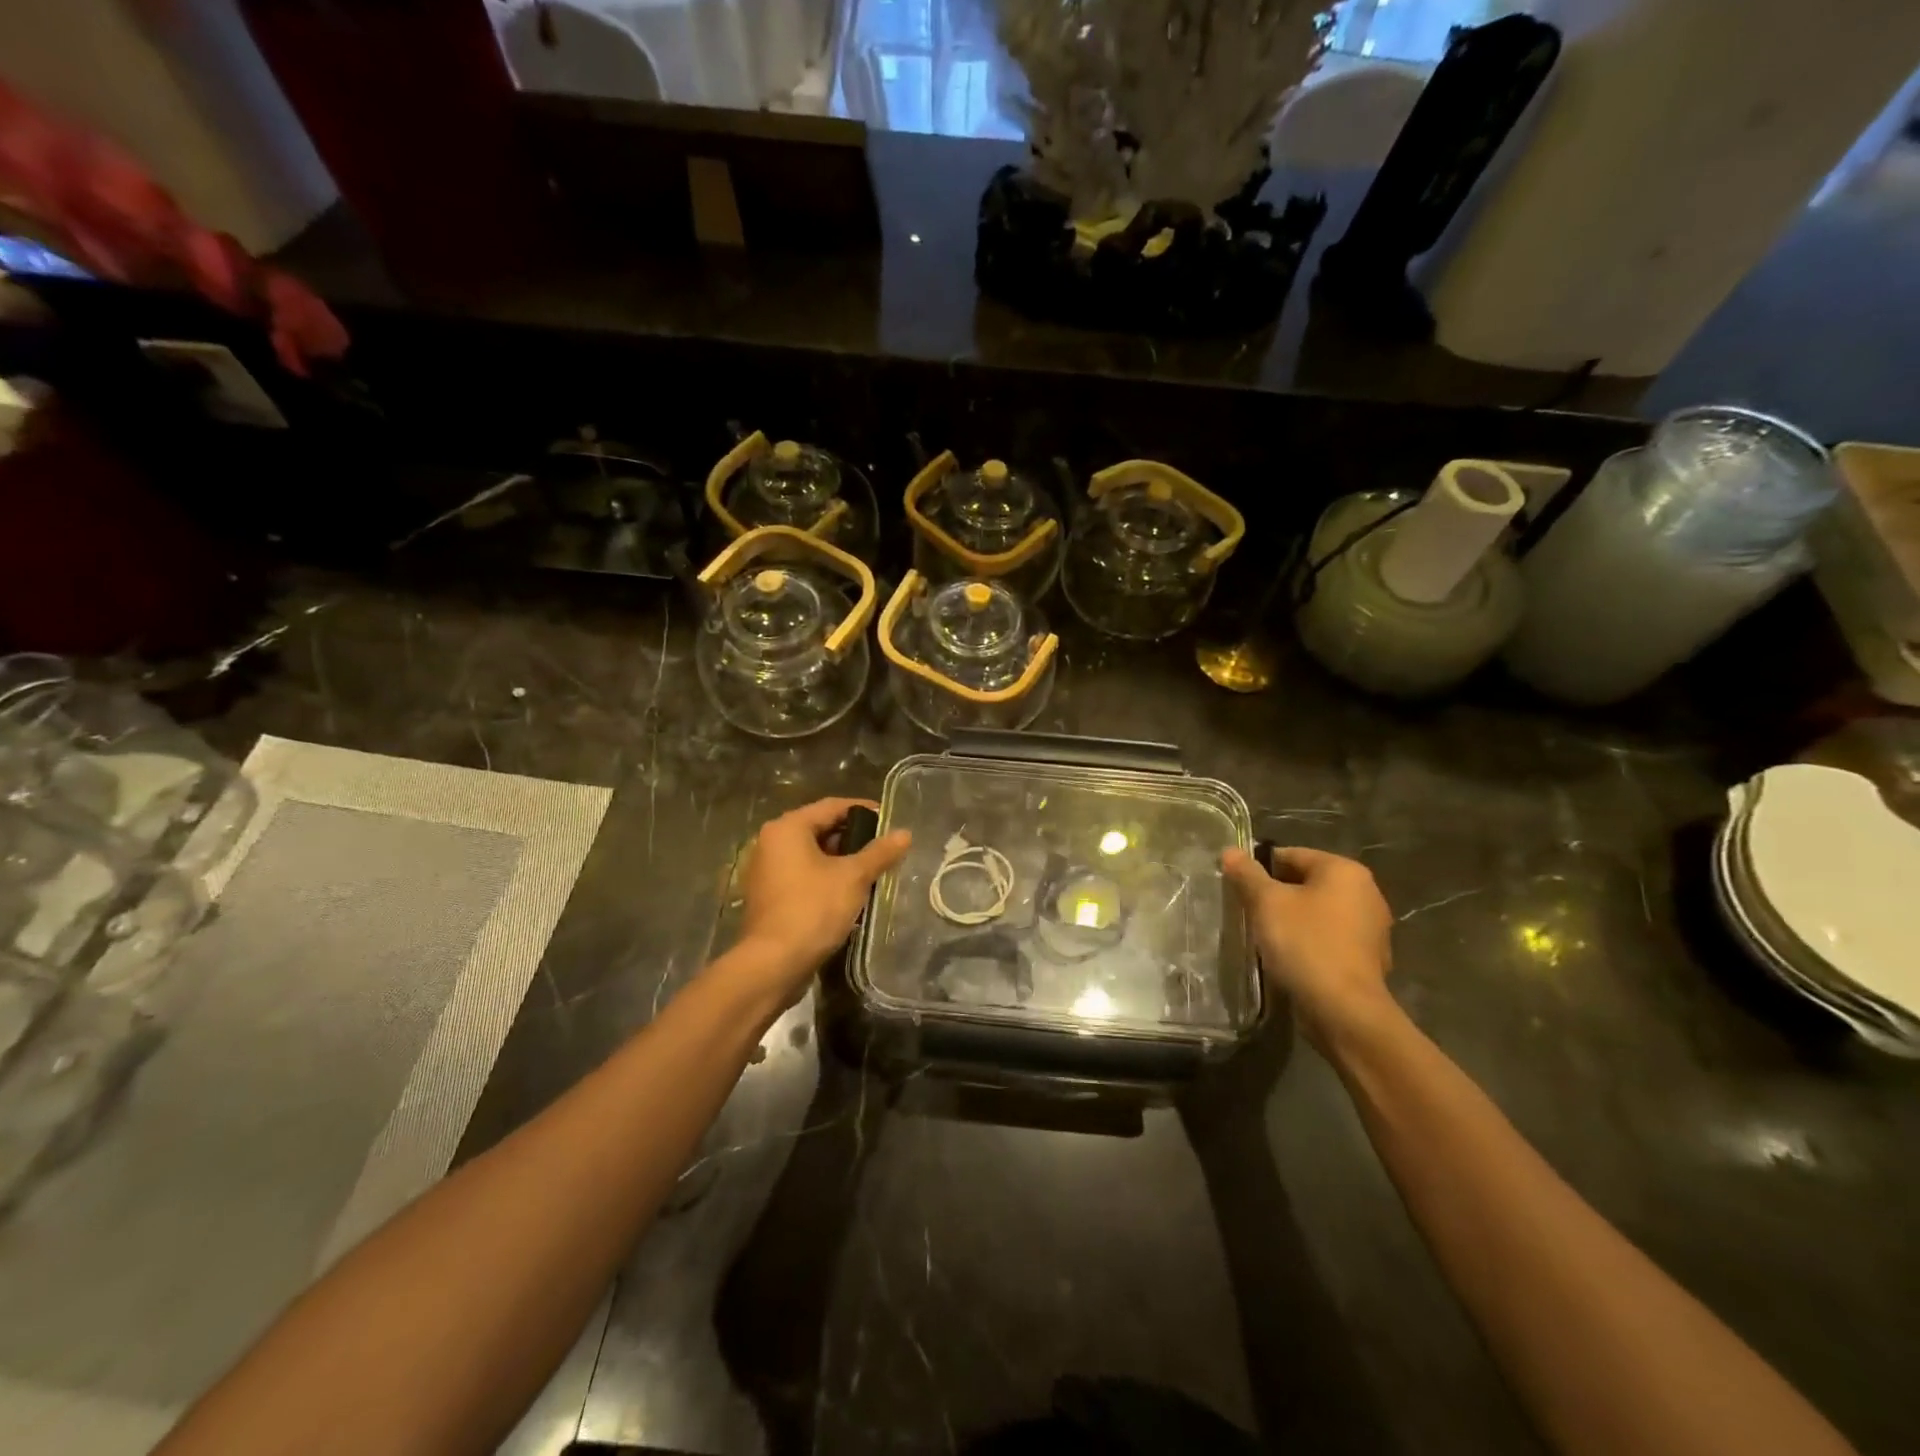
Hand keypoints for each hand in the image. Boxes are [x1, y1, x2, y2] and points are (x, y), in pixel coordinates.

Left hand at [734, 798, 910, 996]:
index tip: (890, 821)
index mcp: (787, 828)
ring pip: (811, 856)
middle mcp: (771, 843)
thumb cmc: (812, 909)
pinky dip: (825, 879)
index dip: (864, 811)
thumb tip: (905, 833)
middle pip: (820, 829)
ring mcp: (766, 871)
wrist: (773, 964)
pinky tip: (849, 894)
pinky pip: (802, 876)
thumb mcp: (853, 877)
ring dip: (841, 861)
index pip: (832, 806)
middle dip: (854, 838)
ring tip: (872, 872)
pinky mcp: (768, 897)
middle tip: (884, 849)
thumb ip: (879, 853)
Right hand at [1222, 846, 1395, 1048]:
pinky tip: (1290, 958)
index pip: (1291, 855)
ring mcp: (1372, 928)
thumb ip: (1247, 874)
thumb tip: (1230, 851)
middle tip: (1248, 912)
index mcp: (1344, 871)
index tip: (1239, 888)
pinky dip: (1310, 942)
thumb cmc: (1305, 944)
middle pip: (1307, 882)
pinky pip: (1330, 938)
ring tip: (1266, 937)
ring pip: (1319, 912)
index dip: (1260, 868)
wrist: (1344, 1010)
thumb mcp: (1266, 903)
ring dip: (1293, 920)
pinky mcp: (1369, 958)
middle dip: (1277, 895)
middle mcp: (1366, 892)